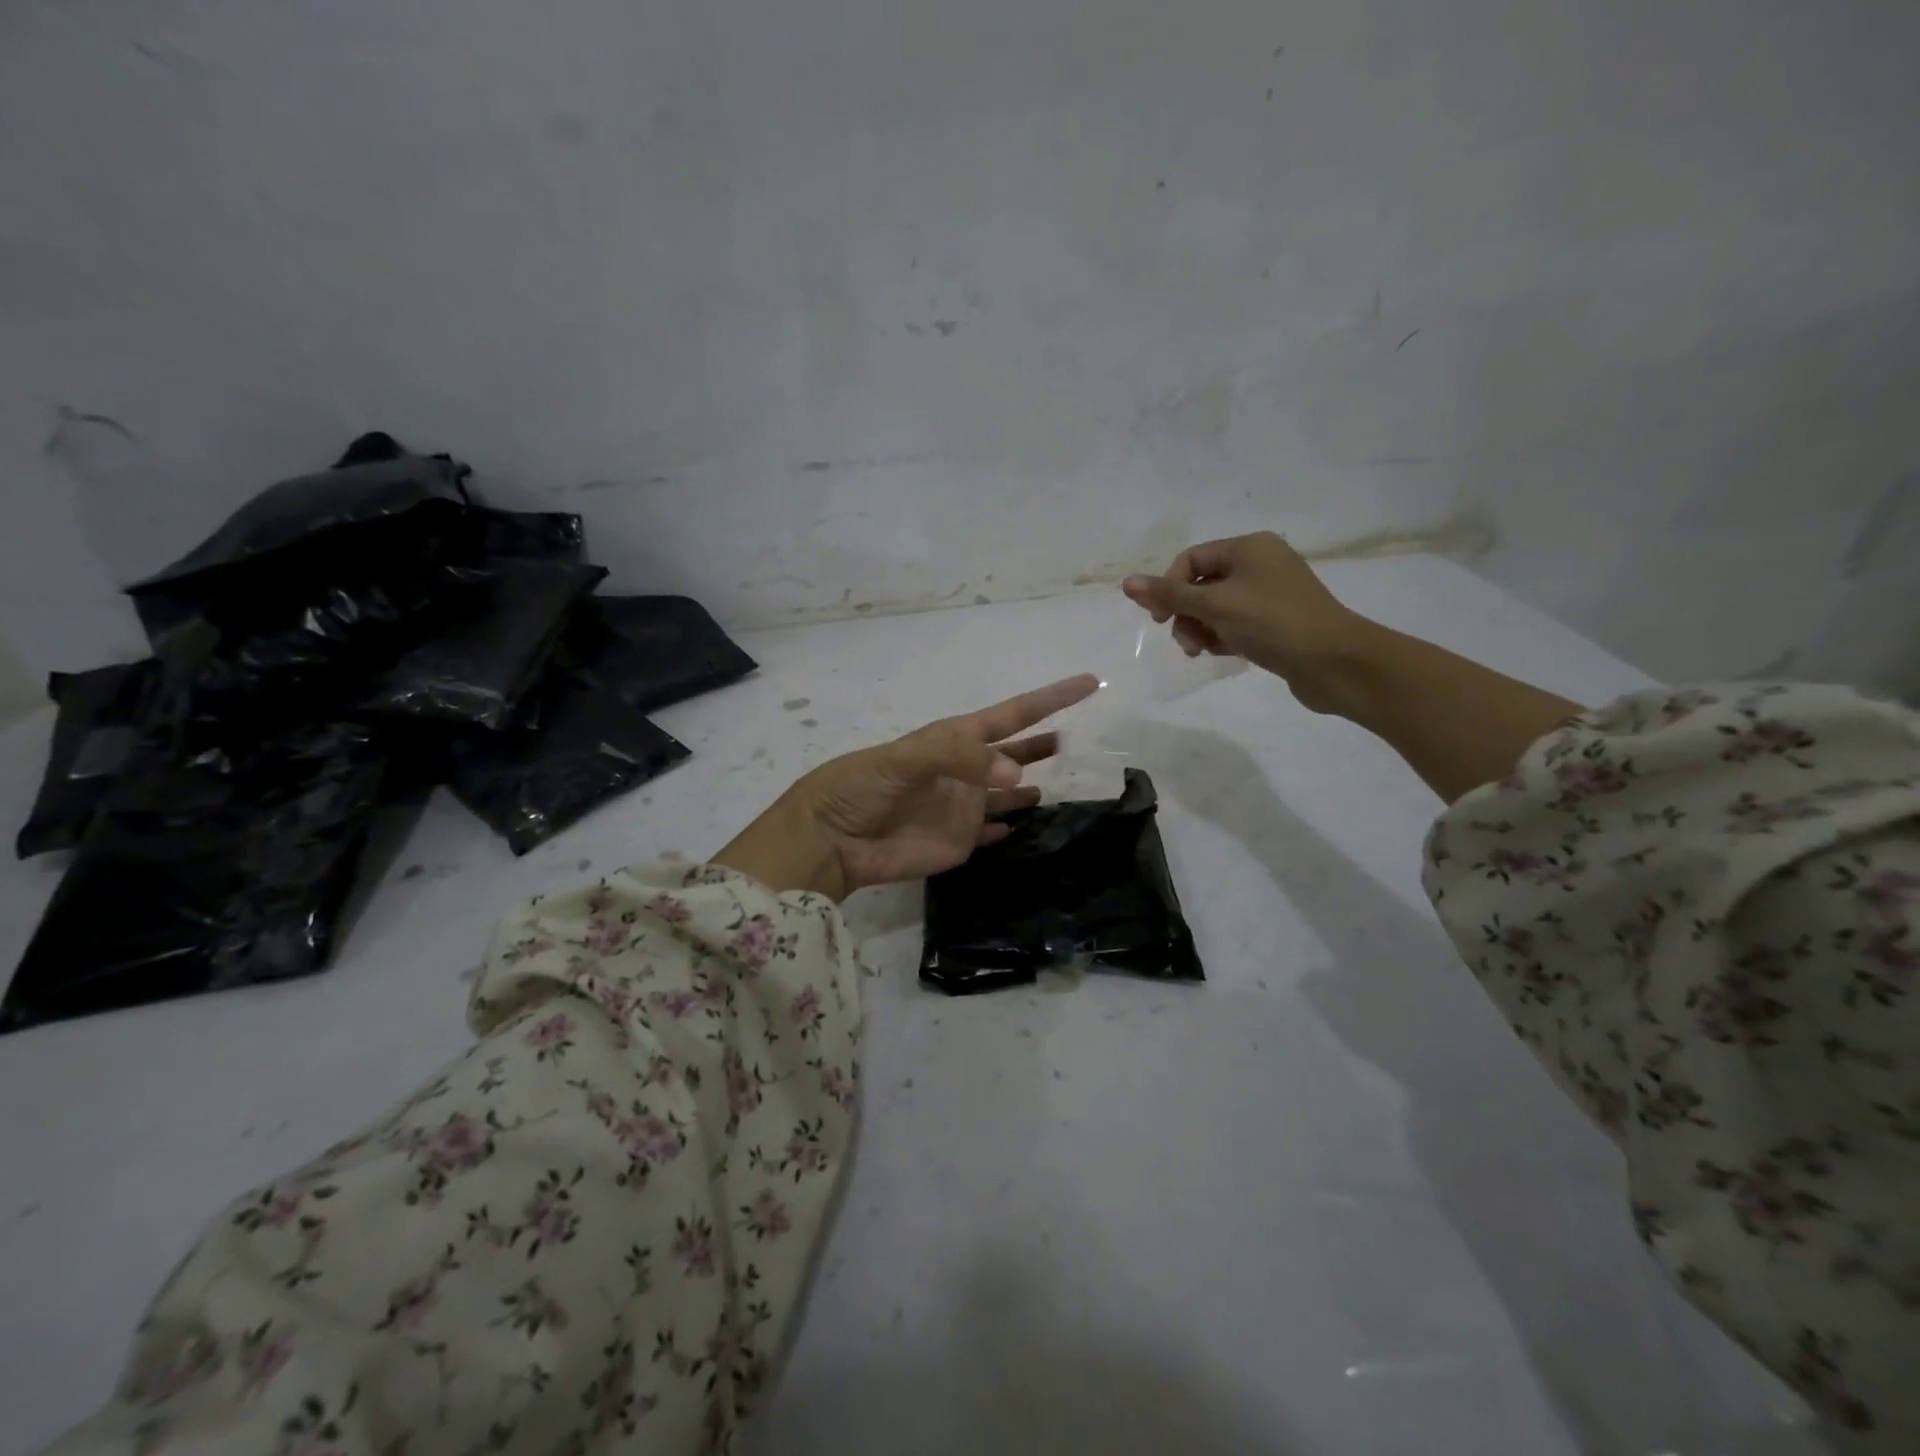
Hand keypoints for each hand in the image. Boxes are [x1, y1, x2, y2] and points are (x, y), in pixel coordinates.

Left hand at [712, 674, 1100, 899]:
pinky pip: (998, 831)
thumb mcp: (906, 759)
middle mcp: (967, 770)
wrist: (831, 841)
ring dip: (1038, 785)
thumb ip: (960, 760)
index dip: (1050, 699)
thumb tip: (1020, 778)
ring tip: (1073, 781)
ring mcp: (966, 807)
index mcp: (955, 739)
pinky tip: (1035, 823)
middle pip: (1016, 753)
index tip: (1089, 683)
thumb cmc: (861, 787)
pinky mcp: (962, 842)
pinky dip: (1015, 827)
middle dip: (1046, 743)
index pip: (1012, 714)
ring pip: (1012, 793)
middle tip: (1083, 739)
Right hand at [1122, 532, 1379, 715]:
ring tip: (1203, 652)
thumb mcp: (1214, 606)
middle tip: (1186, 643)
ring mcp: (1270, 594)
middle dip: (1186, 614)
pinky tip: (1223, 654)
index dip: (1169, 588)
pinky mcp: (1277, 622)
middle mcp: (1260, 564)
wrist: (1334, 662)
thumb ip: (1169, 596)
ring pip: (1216, 608)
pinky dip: (1222, 637)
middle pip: (1202, 585)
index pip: (1191, 560)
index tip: (1160, 620)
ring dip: (1201, 630)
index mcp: (1249, 548)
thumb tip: (1127, 583)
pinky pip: (1235, 624)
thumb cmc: (1273, 623)